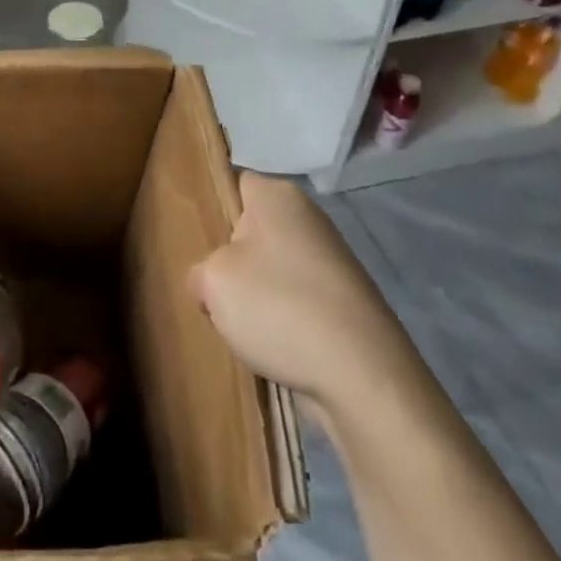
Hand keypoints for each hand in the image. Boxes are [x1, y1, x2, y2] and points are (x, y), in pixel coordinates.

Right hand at [188, 172, 405, 413]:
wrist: (364, 377)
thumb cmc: (278, 307)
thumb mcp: (213, 282)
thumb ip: (200, 272)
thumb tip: (209, 283)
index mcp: (277, 196)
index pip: (234, 184)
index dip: (213, 209)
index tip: (197, 240)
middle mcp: (309, 218)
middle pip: (253, 231)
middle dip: (233, 259)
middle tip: (213, 288)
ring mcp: (334, 261)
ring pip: (274, 269)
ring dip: (257, 295)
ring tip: (242, 327)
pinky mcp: (348, 302)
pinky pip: (298, 300)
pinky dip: (285, 321)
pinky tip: (274, 346)